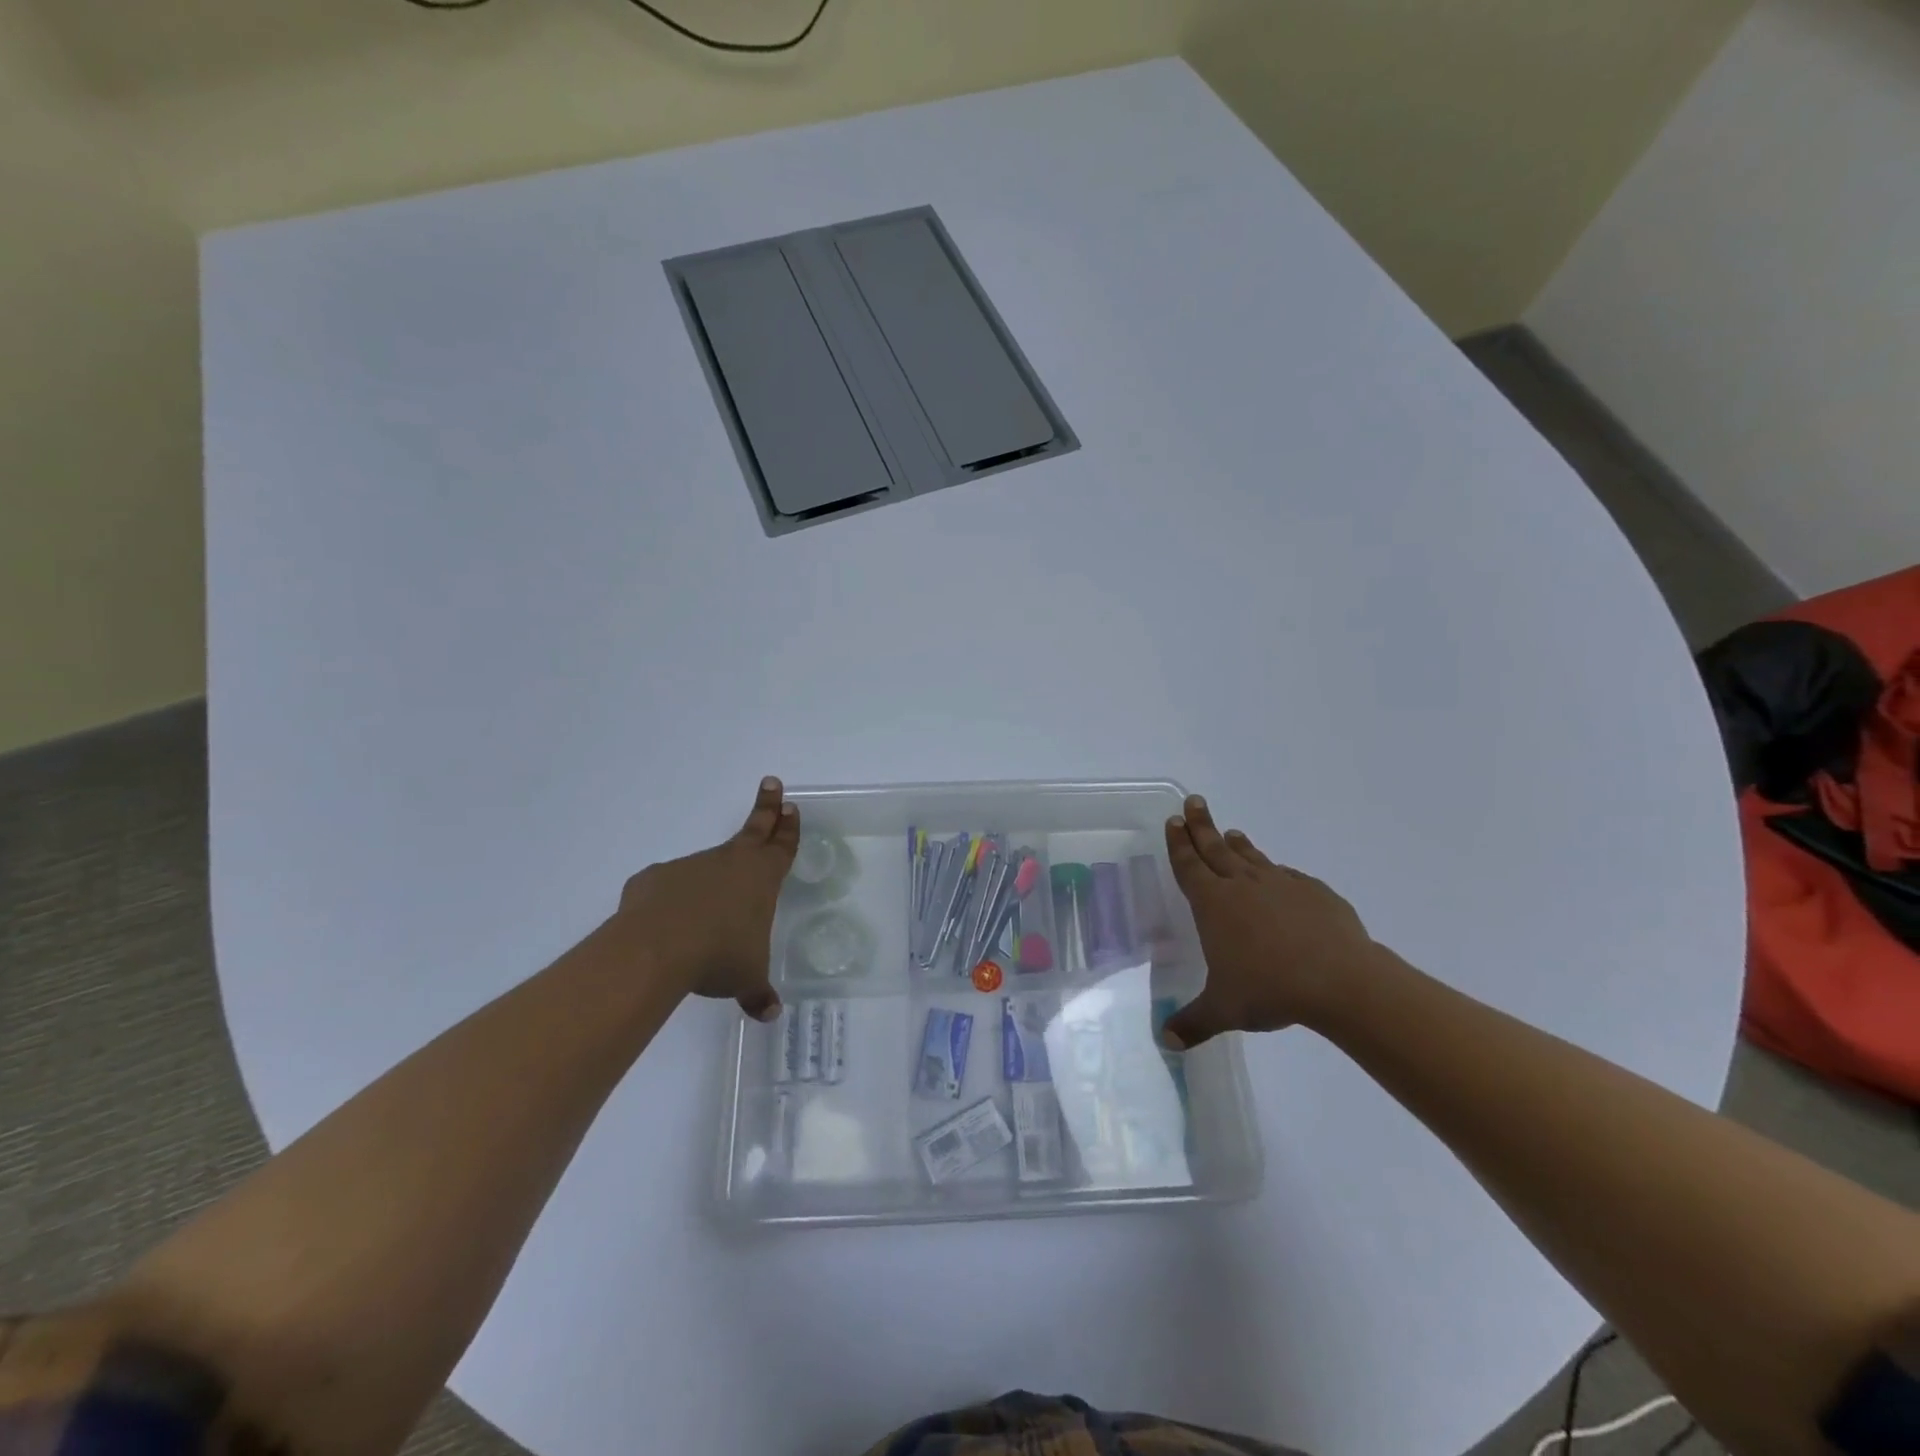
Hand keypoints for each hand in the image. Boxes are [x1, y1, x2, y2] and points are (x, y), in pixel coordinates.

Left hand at [610, 777, 798, 1020]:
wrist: (657, 948)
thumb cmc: (719, 956)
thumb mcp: (746, 978)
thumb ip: (757, 993)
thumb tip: (770, 1014)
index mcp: (761, 878)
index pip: (781, 846)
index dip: (788, 827)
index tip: (791, 805)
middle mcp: (729, 863)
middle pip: (753, 829)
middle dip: (766, 807)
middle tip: (772, 783)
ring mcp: (690, 866)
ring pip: (707, 868)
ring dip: (710, 880)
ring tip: (704, 916)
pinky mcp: (655, 878)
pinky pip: (669, 887)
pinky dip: (671, 901)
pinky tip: (666, 925)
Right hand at [1161, 795, 1382, 1047]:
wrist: (1340, 981)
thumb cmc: (1270, 989)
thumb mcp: (1223, 1010)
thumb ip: (1192, 1023)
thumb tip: (1164, 1042)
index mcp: (1214, 904)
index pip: (1189, 866)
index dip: (1179, 843)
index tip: (1174, 820)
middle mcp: (1243, 886)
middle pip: (1216, 848)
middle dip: (1201, 826)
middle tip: (1194, 802)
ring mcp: (1281, 885)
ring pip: (1252, 857)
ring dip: (1238, 844)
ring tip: (1231, 832)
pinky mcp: (1315, 893)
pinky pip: (1288, 876)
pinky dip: (1276, 872)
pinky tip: (1279, 876)